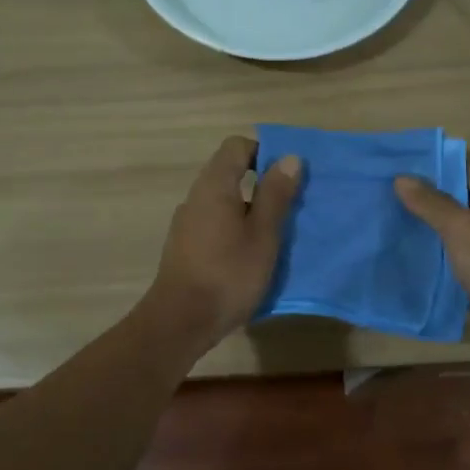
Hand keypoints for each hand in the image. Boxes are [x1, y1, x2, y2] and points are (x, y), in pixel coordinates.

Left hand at [146, 136, 302, 346]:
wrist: (180, 322)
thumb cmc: (228, 274)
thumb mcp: (263, 234)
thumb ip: (275, 195)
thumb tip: (288, 158)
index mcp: (214, 186)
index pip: (237, 146)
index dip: (264, 152)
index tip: (287, 175)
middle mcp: (196, 197)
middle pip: (229, 173)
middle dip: (261, 183)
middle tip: (289, 206)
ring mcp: (187, 222)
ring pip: (223, 201)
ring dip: (249, 209)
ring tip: (274, 234)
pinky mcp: (185, 246)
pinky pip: (214, 223)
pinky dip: (235, 228)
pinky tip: (250, 255)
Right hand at [395, 163, 469, 358]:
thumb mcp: (459, 229)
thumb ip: (430, 203)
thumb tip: (401, 177)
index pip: (465, 170)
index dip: (433, 170)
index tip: (399, 173)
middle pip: (462, 199)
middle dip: (429, 200)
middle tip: (389, 198)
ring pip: (461, 228)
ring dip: (434, 229)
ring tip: (394, 222)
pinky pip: (464, 254)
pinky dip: (443, 253)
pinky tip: (414, 253)